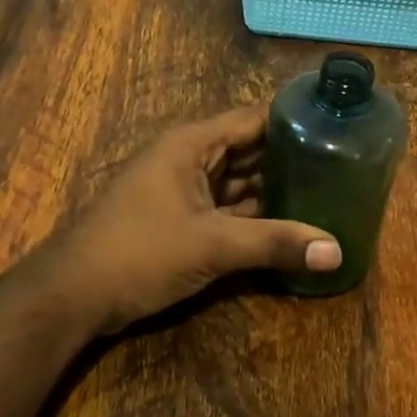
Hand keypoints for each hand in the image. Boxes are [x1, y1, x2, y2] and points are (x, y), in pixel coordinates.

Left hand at [39, 106, 341, 336]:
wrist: (73, 296)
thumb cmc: (140, 252)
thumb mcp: (212, 245)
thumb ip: (275, 243)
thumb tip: (337, 251)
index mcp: (192, 144)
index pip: (253, 119)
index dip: (294, 120)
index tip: (338, 128)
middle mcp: (189, 159)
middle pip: (249, 151)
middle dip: (290, 159)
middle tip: (343, 167)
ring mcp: (183, 192)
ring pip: (239, 183)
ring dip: (274, 191)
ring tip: (327, 195)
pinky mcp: (180, 221)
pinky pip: (227, 210)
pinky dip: (254, 217)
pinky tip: (289, 227)